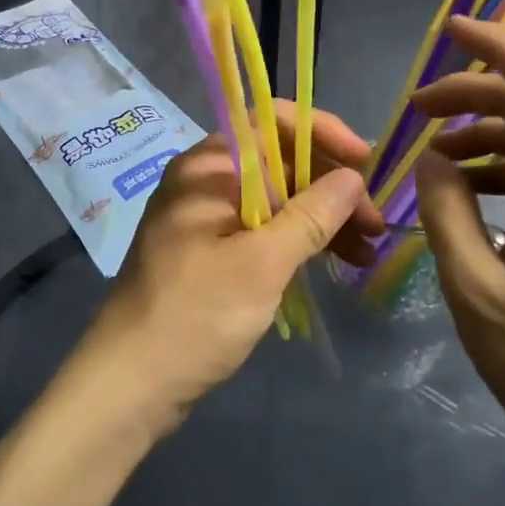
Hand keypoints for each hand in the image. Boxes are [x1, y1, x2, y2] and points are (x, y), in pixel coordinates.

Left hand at [70, 103, 383, 438]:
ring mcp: (206, 218)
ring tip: (366, 250)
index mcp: (208, 167)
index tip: (364, 162)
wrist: (129, 383)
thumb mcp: (262, 263)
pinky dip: (297, 241)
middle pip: (279, 162)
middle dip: (330, 186)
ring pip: (276, 199)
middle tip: (374, 224)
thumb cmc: (196, 314)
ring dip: (321, 218)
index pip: (270, 122)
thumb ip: (311, 215)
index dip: (322, 132)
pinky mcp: (211, 252)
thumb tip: (353, 177)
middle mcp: (205, 181)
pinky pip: (263, 229)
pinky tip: (333, 261)